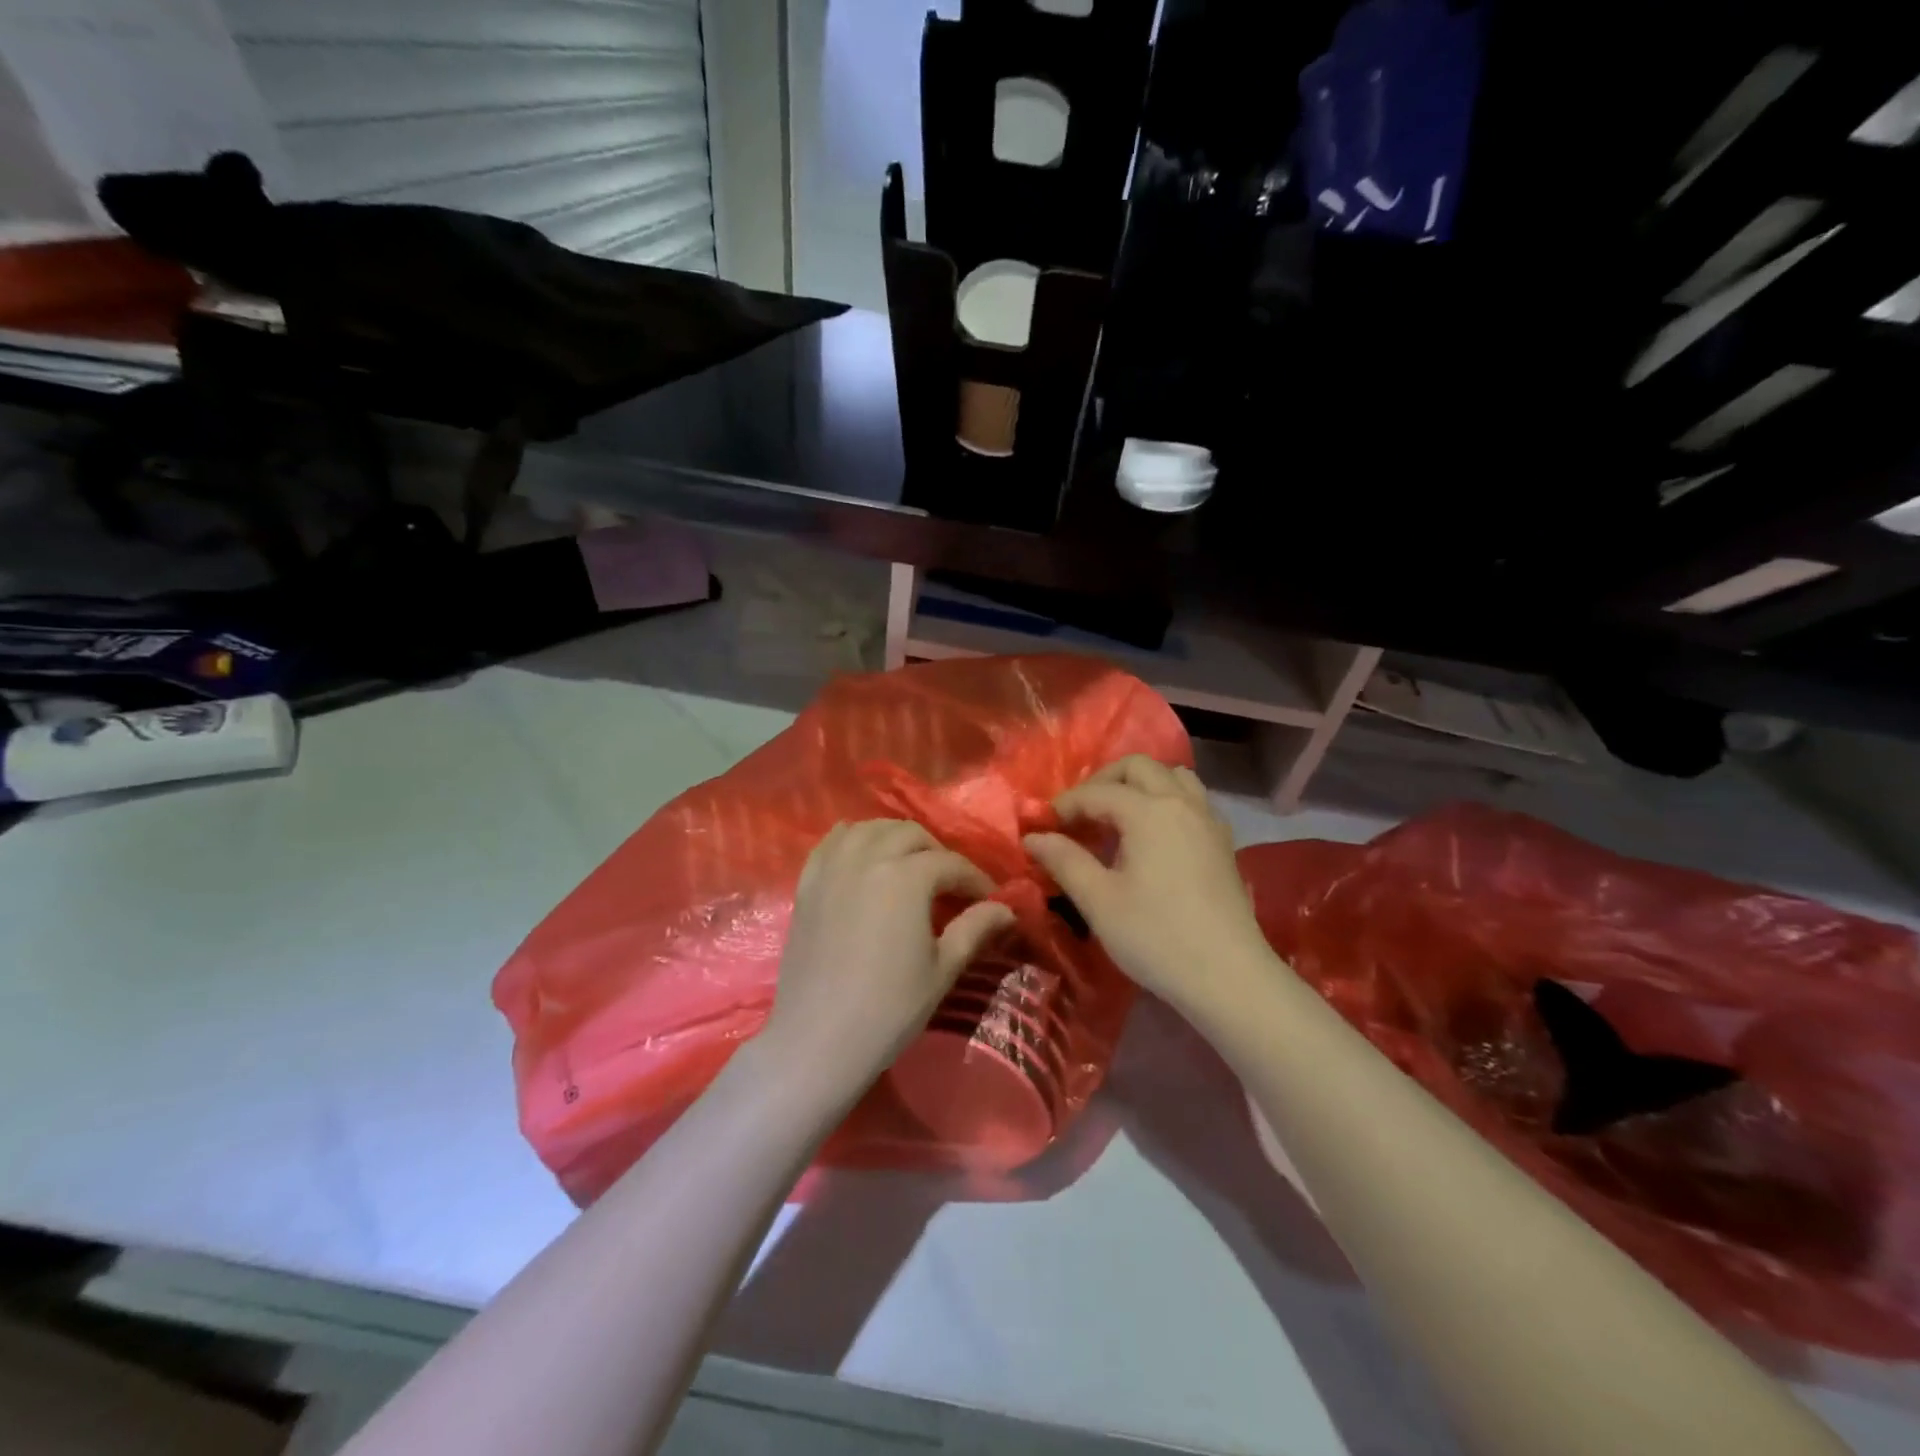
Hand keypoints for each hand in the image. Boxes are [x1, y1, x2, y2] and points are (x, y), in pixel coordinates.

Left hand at [756, 820, 1015, 1109]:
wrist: (818, 1039)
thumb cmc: (889, 1008)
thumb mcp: (942, 969)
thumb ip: (975, 929)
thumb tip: (1007, 908)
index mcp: (906, 877)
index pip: (950, 864)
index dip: (975, 879)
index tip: (991, 898)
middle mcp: (868, 858)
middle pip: (910, 834)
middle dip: (936, 852)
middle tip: (950, 883)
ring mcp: (833, 867)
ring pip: (870, 828)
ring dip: (895, 837)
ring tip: (908, 863)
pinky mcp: (807, 883)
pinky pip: (831, 842)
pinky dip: (853, 839)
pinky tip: (863, 855)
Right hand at [1024, 756, 1274, 1019]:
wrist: (1229, 977)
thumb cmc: (1155, 937)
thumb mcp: (1099, 900)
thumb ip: (1064, 860)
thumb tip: (1033, 837)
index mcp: (1149, 811)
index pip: (1097, 793)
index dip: (1065, 805)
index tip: (1041, 827)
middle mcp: (1182, 803)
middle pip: (1139, 767)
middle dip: (1103, 781)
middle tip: (1080, 814)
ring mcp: (1208, 820)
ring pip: (1173, 777)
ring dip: (1140, 785)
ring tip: (1118, 817)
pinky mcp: (1223, 843)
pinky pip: (1192, 800)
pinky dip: (1167, 801)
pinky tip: (1153, 837)